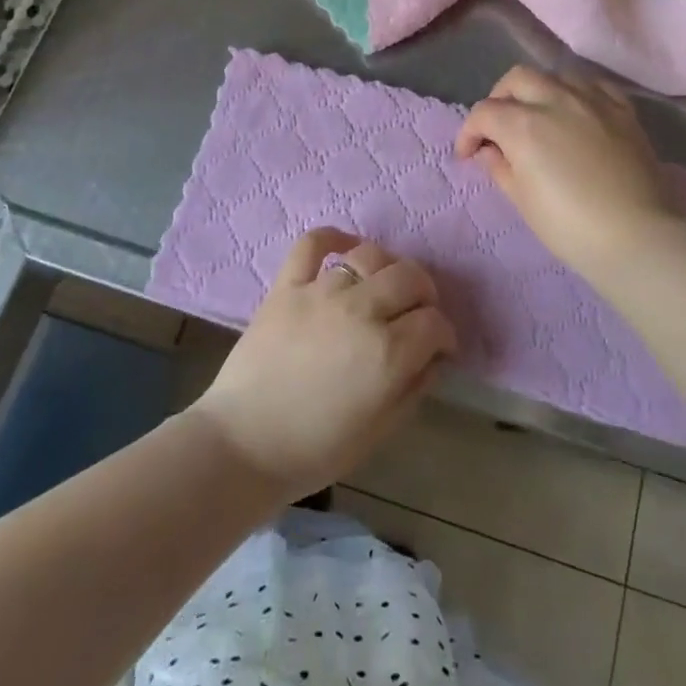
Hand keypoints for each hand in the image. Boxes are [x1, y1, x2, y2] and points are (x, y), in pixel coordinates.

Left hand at [190, 229, 456, 502]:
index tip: (438, 347)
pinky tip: (344, 246)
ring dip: (386, 270)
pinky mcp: (287, 285)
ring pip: (370, 256)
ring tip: (382, 288)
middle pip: (410, 277)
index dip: (443, 335)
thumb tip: (434, 357)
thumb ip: (414, 388)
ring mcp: (321, 292)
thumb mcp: (380, 431)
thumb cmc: (315, 449)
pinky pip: (313, 243)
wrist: (242, 445)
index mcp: (388, 353)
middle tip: (415, 314)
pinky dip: (333, 237)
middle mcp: (361, 311)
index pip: (435, 322)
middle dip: (424, 294)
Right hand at [455, 65, 678, 274]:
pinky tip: (577, 111)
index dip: (469, 132)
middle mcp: (555, 100)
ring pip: (556, 75)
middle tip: (498, 128)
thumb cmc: (570, 226)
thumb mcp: (523, 200)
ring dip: (538, 90)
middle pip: (517, 79)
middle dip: (500, 99)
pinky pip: (594, 85)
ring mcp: (593, 101)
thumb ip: (500, 167)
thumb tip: (489, 151)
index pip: (484, 112)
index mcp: (523, 125)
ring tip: (538, 116)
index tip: (468, 155)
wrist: (636, 236)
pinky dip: (577, 92)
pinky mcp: (623, 110)